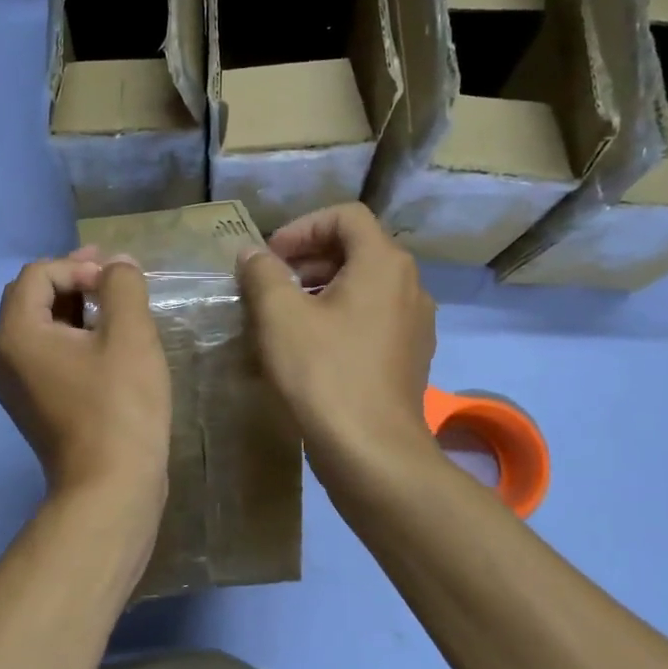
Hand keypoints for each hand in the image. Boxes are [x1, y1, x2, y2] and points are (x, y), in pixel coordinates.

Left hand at [0, 251, 170, 504]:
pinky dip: (72, 339)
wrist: (109, 489)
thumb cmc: (119, 407)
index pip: (39, 274)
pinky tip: (106, 346)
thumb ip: (122, 286)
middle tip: (115, 279)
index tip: (117, 284)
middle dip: (74, 281)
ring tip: (116, 309)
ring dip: (75, 309)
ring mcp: (15, 386)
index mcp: (15, 334)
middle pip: (32, 298)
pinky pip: (46, 356)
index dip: (79, 266)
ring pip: (40, 328)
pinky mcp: (32, 407)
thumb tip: (117, 264)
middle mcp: (3, 357)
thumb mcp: (129, 336)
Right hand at [237, 204, 434, 472]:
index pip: (345, 216)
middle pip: (356, 249)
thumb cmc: (323, 373)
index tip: (269, 257)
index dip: (301, 227)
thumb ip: (263, 273)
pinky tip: (309, 349)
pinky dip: (339, 318)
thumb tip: (253, 254)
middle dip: (308, 259)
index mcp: (384, 263)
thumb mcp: (279, 315)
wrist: (371, 452)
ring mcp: (414, 323)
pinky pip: (371, 319)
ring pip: (363, 286)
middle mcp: (409, 285)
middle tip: (270, 285)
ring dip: (320, 290)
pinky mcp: (409, 357)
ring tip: (282, 317)